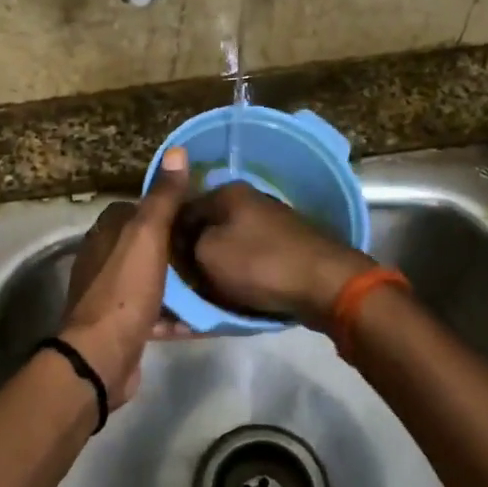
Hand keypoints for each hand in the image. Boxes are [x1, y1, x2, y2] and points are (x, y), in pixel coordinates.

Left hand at [59, 147, 193, 408]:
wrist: (101, 357)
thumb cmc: (124, 290)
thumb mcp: (147, 236)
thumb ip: (162, 197)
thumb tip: (176, 151)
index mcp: (105, 234)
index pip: (135, 208)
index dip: (164, 206)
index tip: (196, 210)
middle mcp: (103, 260)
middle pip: (145, 245)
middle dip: (175, 245)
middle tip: (211, 246)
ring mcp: (110, 295)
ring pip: (150, 278)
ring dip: (177, 281)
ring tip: (212, 279)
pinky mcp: (121, 326)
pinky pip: (153, 311)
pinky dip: (174, 313)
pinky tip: (201, 316)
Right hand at [179, 183, 375, 327]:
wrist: (325, 284)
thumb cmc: (259, 265)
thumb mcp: (206, 254)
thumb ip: (185, 244)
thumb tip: (184, 244)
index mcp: (227, 193)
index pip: (181, 210)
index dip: (167, 239)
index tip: (161, 267)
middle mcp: (249, 200)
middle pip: (207, 228)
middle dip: (193, 253)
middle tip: (184, 283)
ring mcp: (271, 223)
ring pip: (229, 245)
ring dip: (217, 267)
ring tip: (207, 293)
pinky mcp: (287, 246)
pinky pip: (251, 259)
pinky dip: (240, 275)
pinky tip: (236, 293)